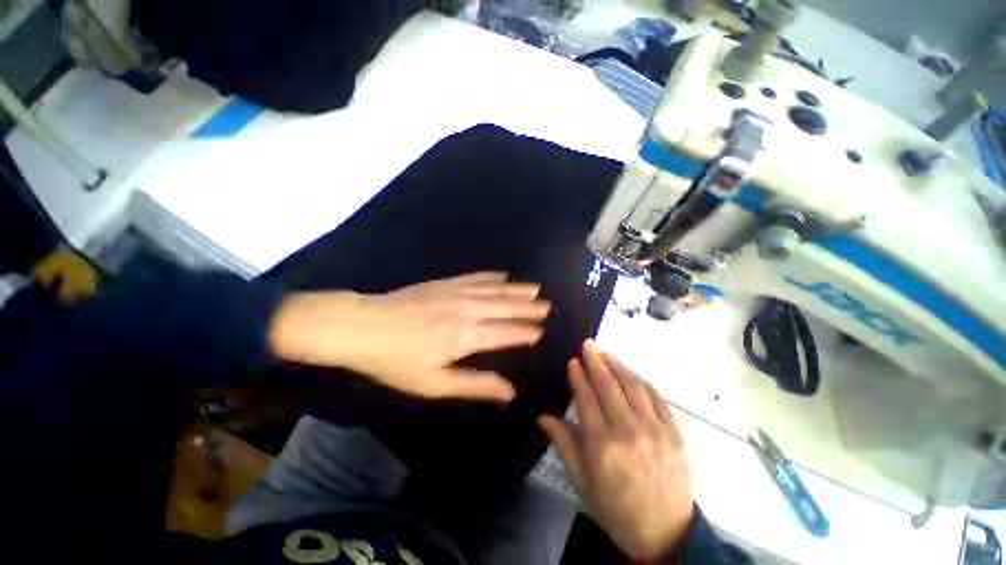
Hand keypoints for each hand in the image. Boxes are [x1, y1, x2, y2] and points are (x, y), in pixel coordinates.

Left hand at [269, 272, 549, 401]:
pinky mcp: (446, 282)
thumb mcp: (434, 384)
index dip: (527, 333)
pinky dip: (494, 276)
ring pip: (497, 289)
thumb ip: (475, 386)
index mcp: (468, 336)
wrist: (362, 326)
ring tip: (536, 289)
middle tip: (548, 306)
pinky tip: (504, 275)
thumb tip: (509, 393)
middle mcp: (469, 309)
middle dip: (530, 307)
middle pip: (507, 307)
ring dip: (518, 289)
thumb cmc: (397, 361)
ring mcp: (458, 292)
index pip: (508, 333)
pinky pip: (477, 276)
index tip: (542, 332)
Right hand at [538, 341, 693, 560]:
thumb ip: (563, 444)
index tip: (573, 361)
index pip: (587, 399)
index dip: (579, 377)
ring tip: (605, 353)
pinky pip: (658, 398)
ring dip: (618, 366)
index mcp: (603, 447)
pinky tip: (631, 374)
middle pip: (609, 386)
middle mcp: (629, 433)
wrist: (666, 536)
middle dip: (596, 361)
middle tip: (588, 344)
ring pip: (634, 387)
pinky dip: (642, 382)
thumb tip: (543, 416)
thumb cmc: (616, 510)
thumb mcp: (583, 482)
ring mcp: (656, 431)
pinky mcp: (675, 434)